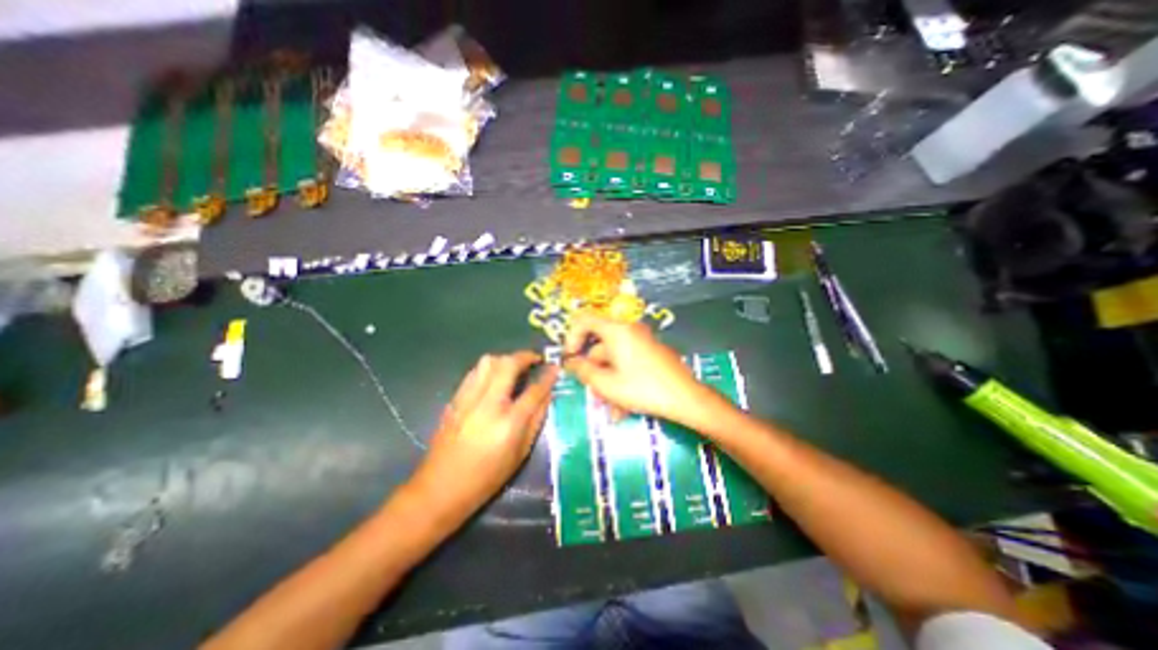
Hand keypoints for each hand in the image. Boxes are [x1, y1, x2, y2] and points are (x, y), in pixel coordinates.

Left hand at [410, 350, 559, 518]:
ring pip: (488, 362)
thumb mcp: (520, 453)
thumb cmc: (487, 477)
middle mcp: (487, 404)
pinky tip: (494, 378)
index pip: (534, 390)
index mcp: (508, 423)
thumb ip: (536, 420)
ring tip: (515, 367)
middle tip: (535, 360)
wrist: (440, 488)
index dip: (548, 376)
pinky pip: (475, 372)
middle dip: (525, 356)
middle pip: (508, 365)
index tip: (555, 367)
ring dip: (505, 359)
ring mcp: (468, 399)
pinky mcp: (454, 399)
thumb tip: (548, 395)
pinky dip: (489, 368)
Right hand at [562, 311, 721, 427]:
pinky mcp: (652, 353)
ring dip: (607, 382)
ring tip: (609, 408)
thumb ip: (583, 371)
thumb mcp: (606, 384)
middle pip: (600, 345)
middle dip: (593, 371)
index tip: (570, 359)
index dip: (571, 338)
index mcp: (616, 331)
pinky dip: (621, 380)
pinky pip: (628, 363)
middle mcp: (629, 330)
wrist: (687, 399)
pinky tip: (623, 407)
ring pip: (614, 359)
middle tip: (591, 393)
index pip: (584, 320)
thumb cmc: (642, 389)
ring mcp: (642, 341)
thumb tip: (570, 362)